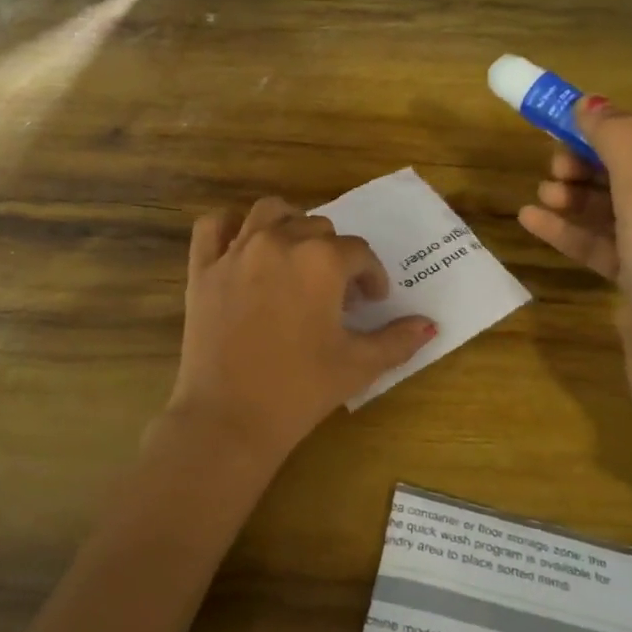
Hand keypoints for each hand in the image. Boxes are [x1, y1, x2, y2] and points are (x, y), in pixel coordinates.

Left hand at [164, 197, 435, 468]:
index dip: (372, 277)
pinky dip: (230, 227)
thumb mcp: (359, 365)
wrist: (228, 418)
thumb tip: (429, 325)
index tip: (372, 302)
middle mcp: (279, 242)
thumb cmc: (300, 390)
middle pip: (318, 227)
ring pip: (269, 212)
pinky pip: (214, 226)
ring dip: (290, 224)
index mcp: (321, 261)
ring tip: (296, 255)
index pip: (359, 254)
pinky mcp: (202, 269)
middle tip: (335, 293)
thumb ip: (398, 340)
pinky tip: (243, 247)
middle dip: (334, 255)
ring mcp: (236, 252)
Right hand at [517, 100, 631, 508]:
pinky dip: (573, 231)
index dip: (615, 127)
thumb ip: (619, 141)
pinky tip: (532, 221)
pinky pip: (605, 243)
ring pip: (616, 207)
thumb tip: (589, 103)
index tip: (568, 126)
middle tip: (551, 165)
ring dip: (577, 197)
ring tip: (540, 194)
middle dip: (591, 163)